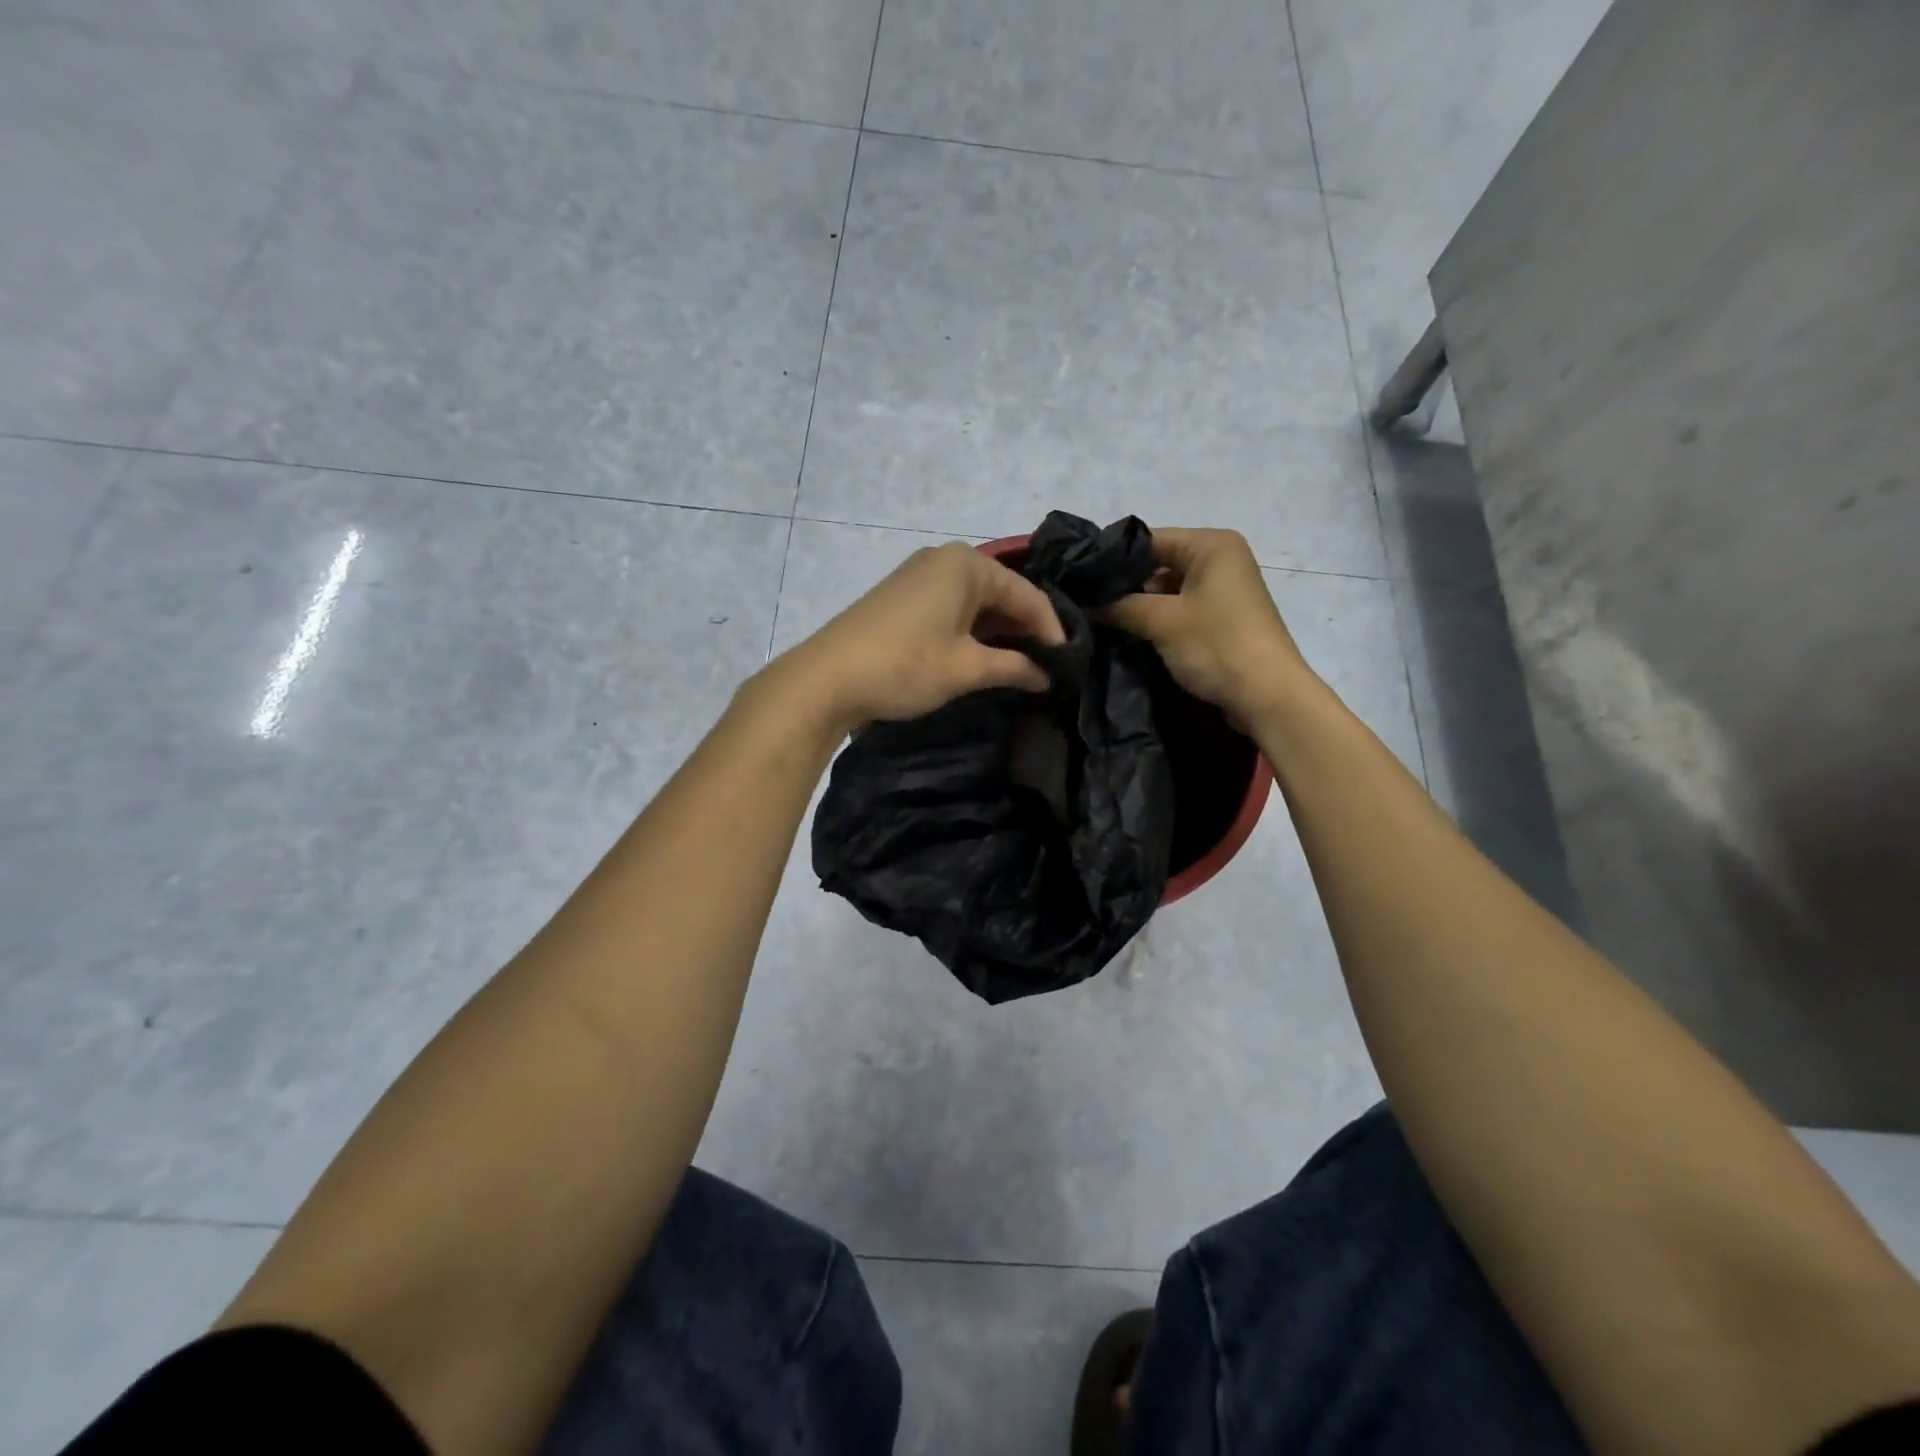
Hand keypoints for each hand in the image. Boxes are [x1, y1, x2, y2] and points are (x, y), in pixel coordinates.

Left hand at [782, 542, 1065, 727]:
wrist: (827, 678)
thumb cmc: (906, 665)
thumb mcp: (967, 668)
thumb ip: (1014, 667)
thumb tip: (1047, 675)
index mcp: (968, 564)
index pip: (1027, 595)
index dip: (1051, 631)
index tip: (1068, 664)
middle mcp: (945, 559)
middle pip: (1002, 594)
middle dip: (1025, 631)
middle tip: (1049, 667)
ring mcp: (920, 576)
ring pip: (976, 603)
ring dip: (998, 634)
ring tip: (1022, 667)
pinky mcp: (902, 597)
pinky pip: (952, 608)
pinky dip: (972, 632)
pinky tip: (983, 658)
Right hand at [1103, 528, 1313, 722]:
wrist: (1267, 696)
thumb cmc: (1216, 645)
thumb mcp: (1160, 621)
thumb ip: (1118, 605)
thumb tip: (1083, 602)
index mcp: (1211, 544)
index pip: (1147, 540)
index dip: (1111, 560)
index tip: (1078, 581)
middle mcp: (1220, 558)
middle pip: (1157, 563)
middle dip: (1123, 585)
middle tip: (1084, 604)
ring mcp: (1223, 589)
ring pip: (1166, 589)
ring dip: (1138, 606)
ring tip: (1098, 620)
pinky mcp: (1222, 617)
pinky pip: (1180, 608)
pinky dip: (1156, 619)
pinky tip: (1128, 633)